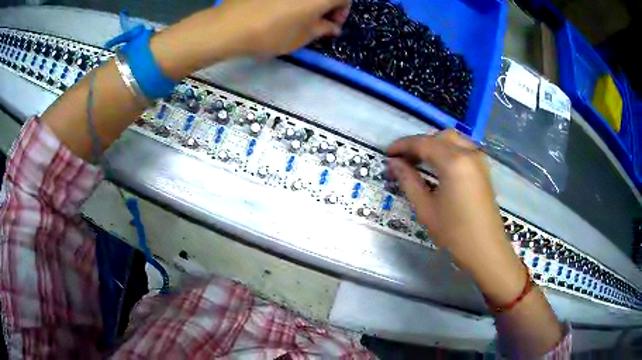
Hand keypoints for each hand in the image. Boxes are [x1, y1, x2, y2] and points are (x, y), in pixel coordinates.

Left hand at [216, 0, 350, 56]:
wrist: (230, 26)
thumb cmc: (272, 34)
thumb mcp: (303, 37)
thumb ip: (323, 29)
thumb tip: (332, 26)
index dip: (342, 11)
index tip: (332, 24)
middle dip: (326, 5)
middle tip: (317, 20)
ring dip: (309, 2)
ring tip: (298, 15)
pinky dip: (292, 0)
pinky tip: (281, 8)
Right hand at [388, 130, 525, 304]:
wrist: (485, 249)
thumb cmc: (454, 232)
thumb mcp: (426, 208)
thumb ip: (409, 181)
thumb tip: (394, 164)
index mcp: (454, 162)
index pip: (423, 143)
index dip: (403, 146)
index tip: (388, 154)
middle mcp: (468, 153)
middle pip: (439, 136)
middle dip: (419, 144)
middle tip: (404, 160)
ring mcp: (479, 159)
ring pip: (453, 139)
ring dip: (434, 144)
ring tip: (419, 162)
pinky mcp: (483, 168)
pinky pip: (463, 148)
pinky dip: (448, 150)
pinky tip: (439, 166)